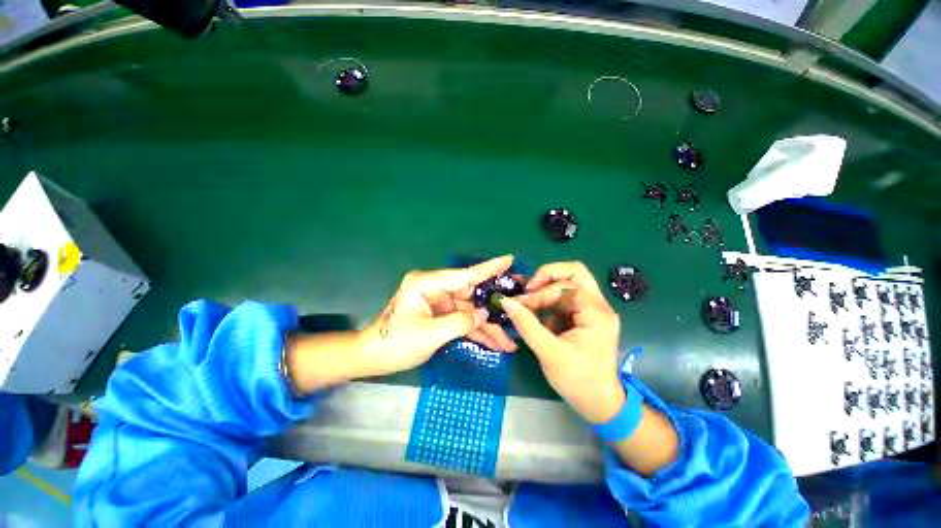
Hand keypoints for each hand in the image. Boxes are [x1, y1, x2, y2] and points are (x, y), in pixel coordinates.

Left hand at [358, 255, 518, 376]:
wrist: (372, 358)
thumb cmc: (395, 344)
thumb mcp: (430, 334)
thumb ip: (461, 322)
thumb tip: (484, 315)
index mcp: (427, 284)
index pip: (463, 275)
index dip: (488, 269)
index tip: (508, 260)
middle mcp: (435, 288)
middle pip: (471, 295)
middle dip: (493, 306)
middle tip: (519, 304)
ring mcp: (438, 302)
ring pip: (469, 312)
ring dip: (487, 327)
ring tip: (509, 341)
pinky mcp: (440, 315)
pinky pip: (462, 321)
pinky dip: (476, 332)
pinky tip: (493, 343)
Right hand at [499, 261, 625, 423]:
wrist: (600, 404)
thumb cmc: (578, 381)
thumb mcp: (549, 353)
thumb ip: (526, 325)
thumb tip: (506, 302)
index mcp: (595, 312)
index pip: (566, 284)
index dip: (540, 291)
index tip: (521, 303)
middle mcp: (598, 305)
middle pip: (573, 272)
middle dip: (547, 277)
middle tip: (529, 290)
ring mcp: (593, 310)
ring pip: (568, 284)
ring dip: (546, 290)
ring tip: (529, 303)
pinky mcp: (585, 317)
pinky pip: (565, 299)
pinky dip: (549, 302)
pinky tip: (537, 314)